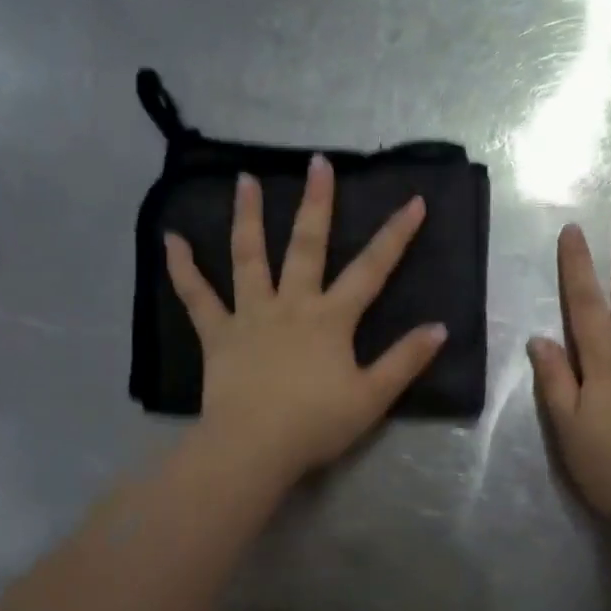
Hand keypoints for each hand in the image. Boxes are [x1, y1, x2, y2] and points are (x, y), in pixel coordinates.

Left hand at [165, 156, 446, 484]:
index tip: (414, 201)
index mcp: (331, 318)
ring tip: (244, 179)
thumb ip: (405, 360)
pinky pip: (197, 297)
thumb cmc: (316, 424)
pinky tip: (171, 240)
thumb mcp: (372, 397)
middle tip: (317, 162)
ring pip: (249, 257)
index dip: (396, 235)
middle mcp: (292, 304)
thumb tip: (439, 328)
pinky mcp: (218, 334)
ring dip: (247, 216)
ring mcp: (251, 315)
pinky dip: (183, 268)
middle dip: (316, 203)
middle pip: (306, 245)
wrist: (253, 448)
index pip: (372, 269)